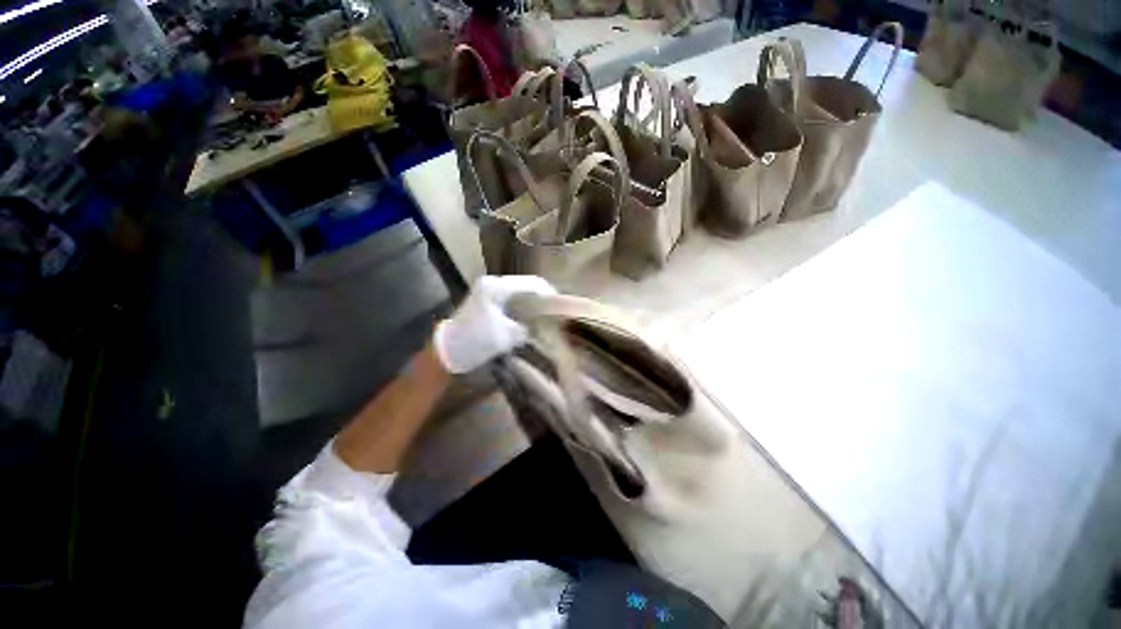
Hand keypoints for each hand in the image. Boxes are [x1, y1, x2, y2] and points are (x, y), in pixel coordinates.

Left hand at [433, 275, 556, 373]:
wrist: (446, 353)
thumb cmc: (474, 341)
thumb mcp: (505, 336)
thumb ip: (526, 328)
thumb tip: (538, 327)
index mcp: (496, 287)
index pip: (531, 283)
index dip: (549, 293)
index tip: (561, 306)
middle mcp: (492, 284)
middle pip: (526, 286)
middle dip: (541, 298)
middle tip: (555, 313)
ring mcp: (488, 292)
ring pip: (519, 294)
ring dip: (532, 304)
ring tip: (546, 317)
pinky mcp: (486, 302)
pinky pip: (511, 301)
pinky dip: (522, 309)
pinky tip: (530, 320)